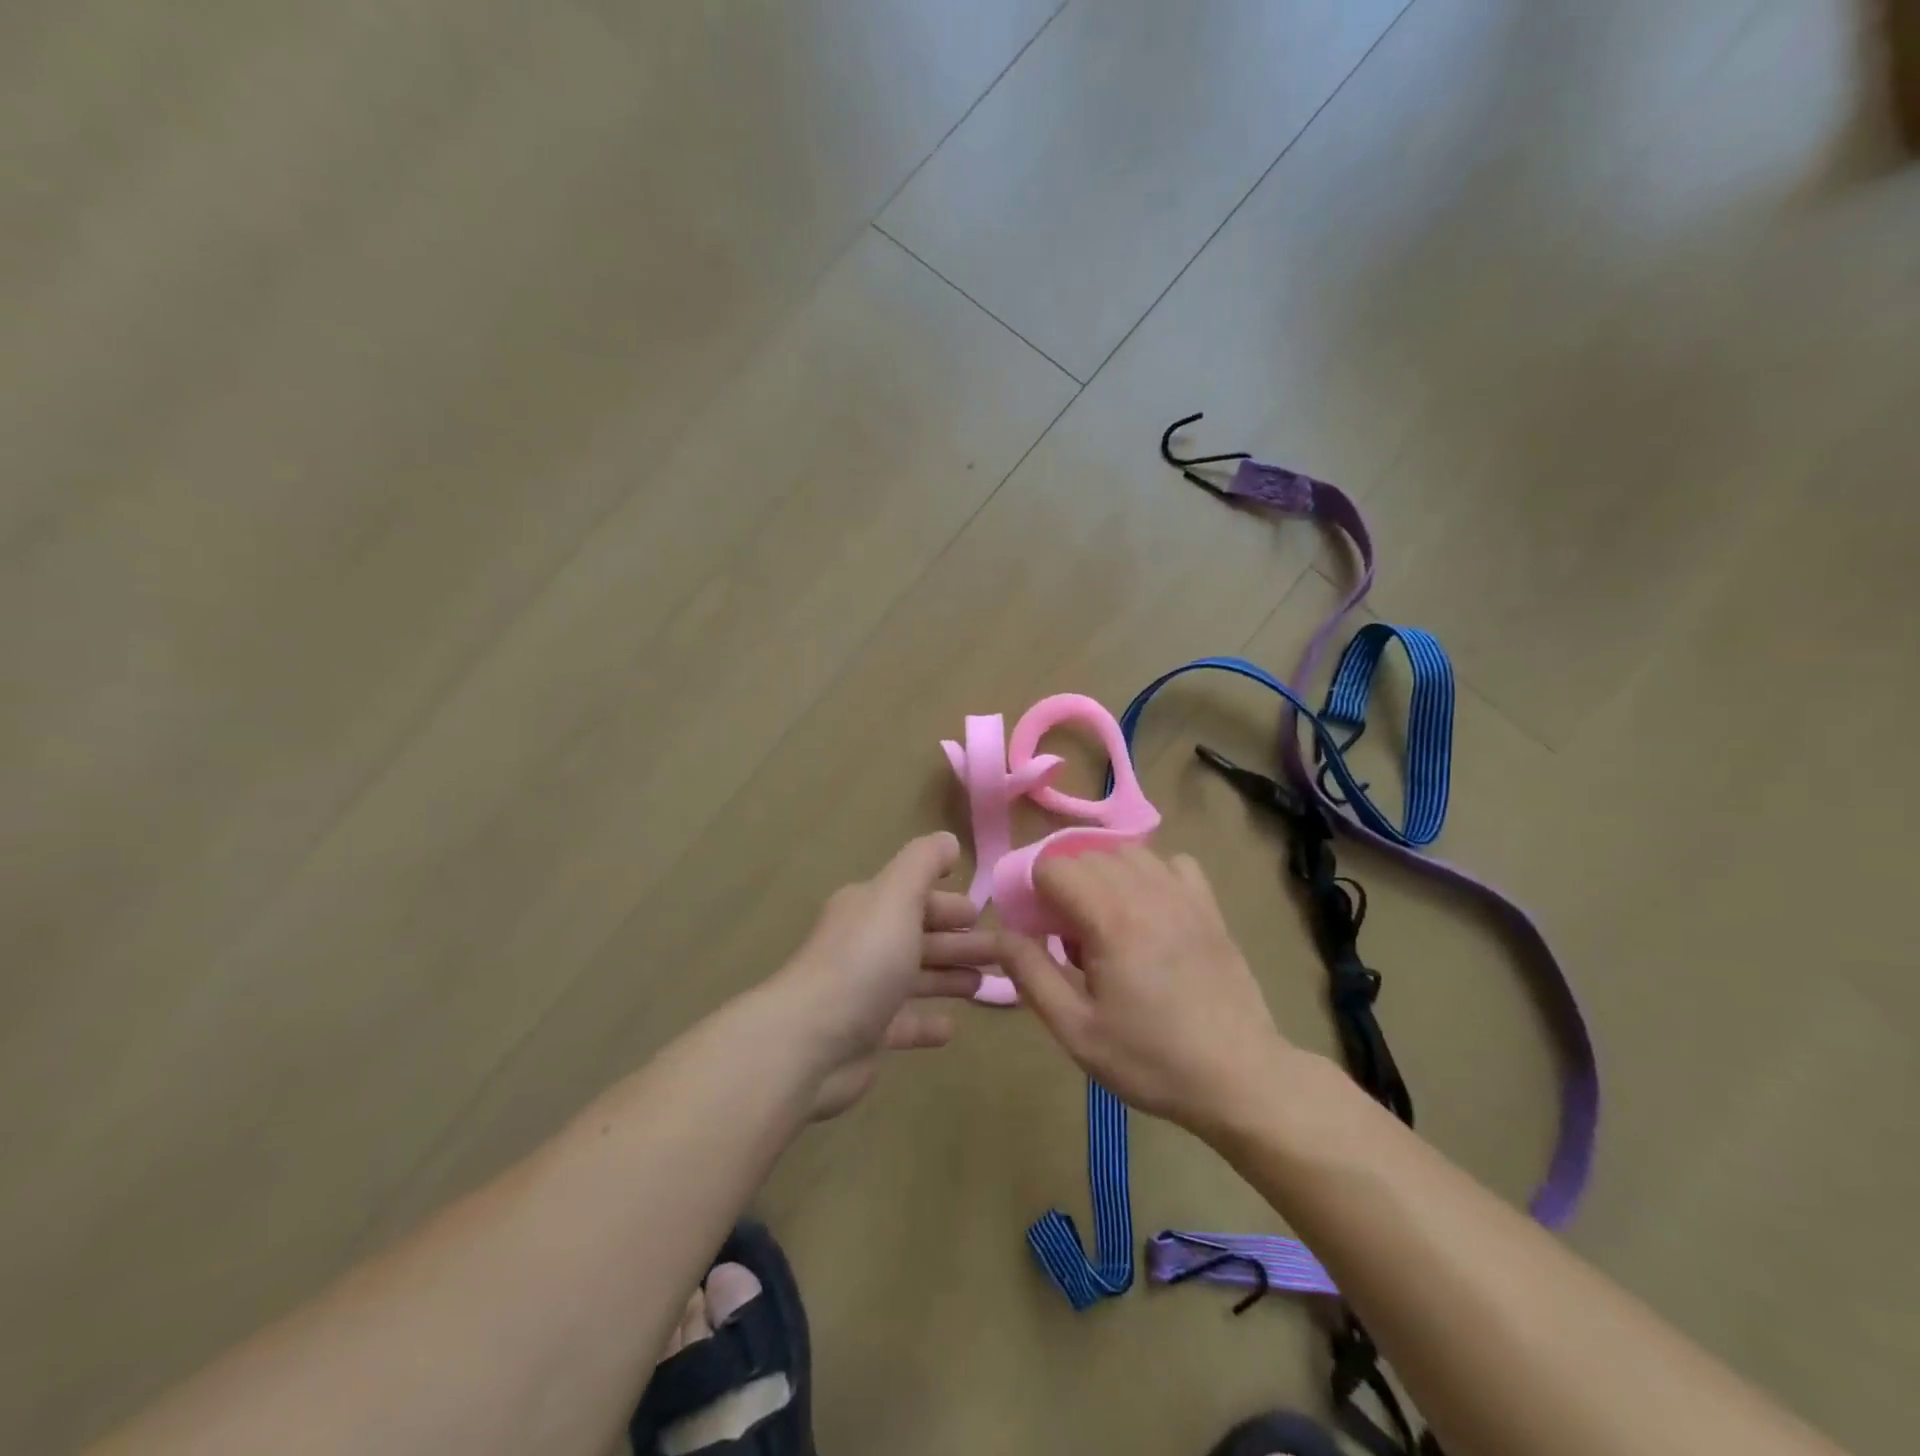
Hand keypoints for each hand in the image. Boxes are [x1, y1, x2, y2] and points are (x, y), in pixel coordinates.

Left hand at [778, 832, 990, 1118]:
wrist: (809, 1042)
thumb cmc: (863, 961)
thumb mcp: (896, 897)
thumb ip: (923, 863)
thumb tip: (948, 840)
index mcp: (869, 908)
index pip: (915, 897)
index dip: (950, 903)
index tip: (985, 914)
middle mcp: (864, 944)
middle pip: (920, 937)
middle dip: (960, 941)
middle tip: (1003, 952)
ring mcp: (863, 991)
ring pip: (916, 978)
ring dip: (949, 977)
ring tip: (986, 985)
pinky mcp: (865, 1035)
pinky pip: (904, 1023)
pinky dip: (927, 1022)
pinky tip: (951, 1027)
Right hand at [995, 845, 1289, 1135]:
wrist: (1240, 1078)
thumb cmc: (1152, 1060)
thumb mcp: (1077, 1030)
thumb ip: (1031, 975)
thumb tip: (999, 936)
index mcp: (1110, 919)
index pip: (1054, 866)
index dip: (1033, 891)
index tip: (1037, 930)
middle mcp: (1146, 892)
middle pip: (1086, 854)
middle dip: (1065, 885)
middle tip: (1068, 937)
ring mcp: (1183, 894)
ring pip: (1127, 852)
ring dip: (1103, 875)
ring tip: (1106, 922)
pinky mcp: (1209, 906)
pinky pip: (1171, 862)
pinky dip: (1150, 874)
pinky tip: (1150, 910)